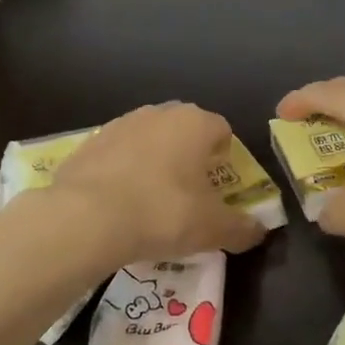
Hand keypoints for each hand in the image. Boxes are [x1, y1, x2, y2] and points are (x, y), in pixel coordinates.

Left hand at [50, 103, 267, 266]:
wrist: (86, 217)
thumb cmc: (163, 213)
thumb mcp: (213, 229)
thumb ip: (242, 228)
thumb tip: (258, 231)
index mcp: (195, 123)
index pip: (222, 130)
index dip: (225, 159)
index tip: (219, 188)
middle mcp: (159, 113)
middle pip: (185, 131)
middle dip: (190, 157)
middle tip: (189, 195)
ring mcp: (120, 124)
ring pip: (149, 140)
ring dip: (155, 163)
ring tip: (151, 202)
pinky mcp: (90, 142)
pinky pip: (118, 155)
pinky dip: (123, 172)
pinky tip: (119, 203)